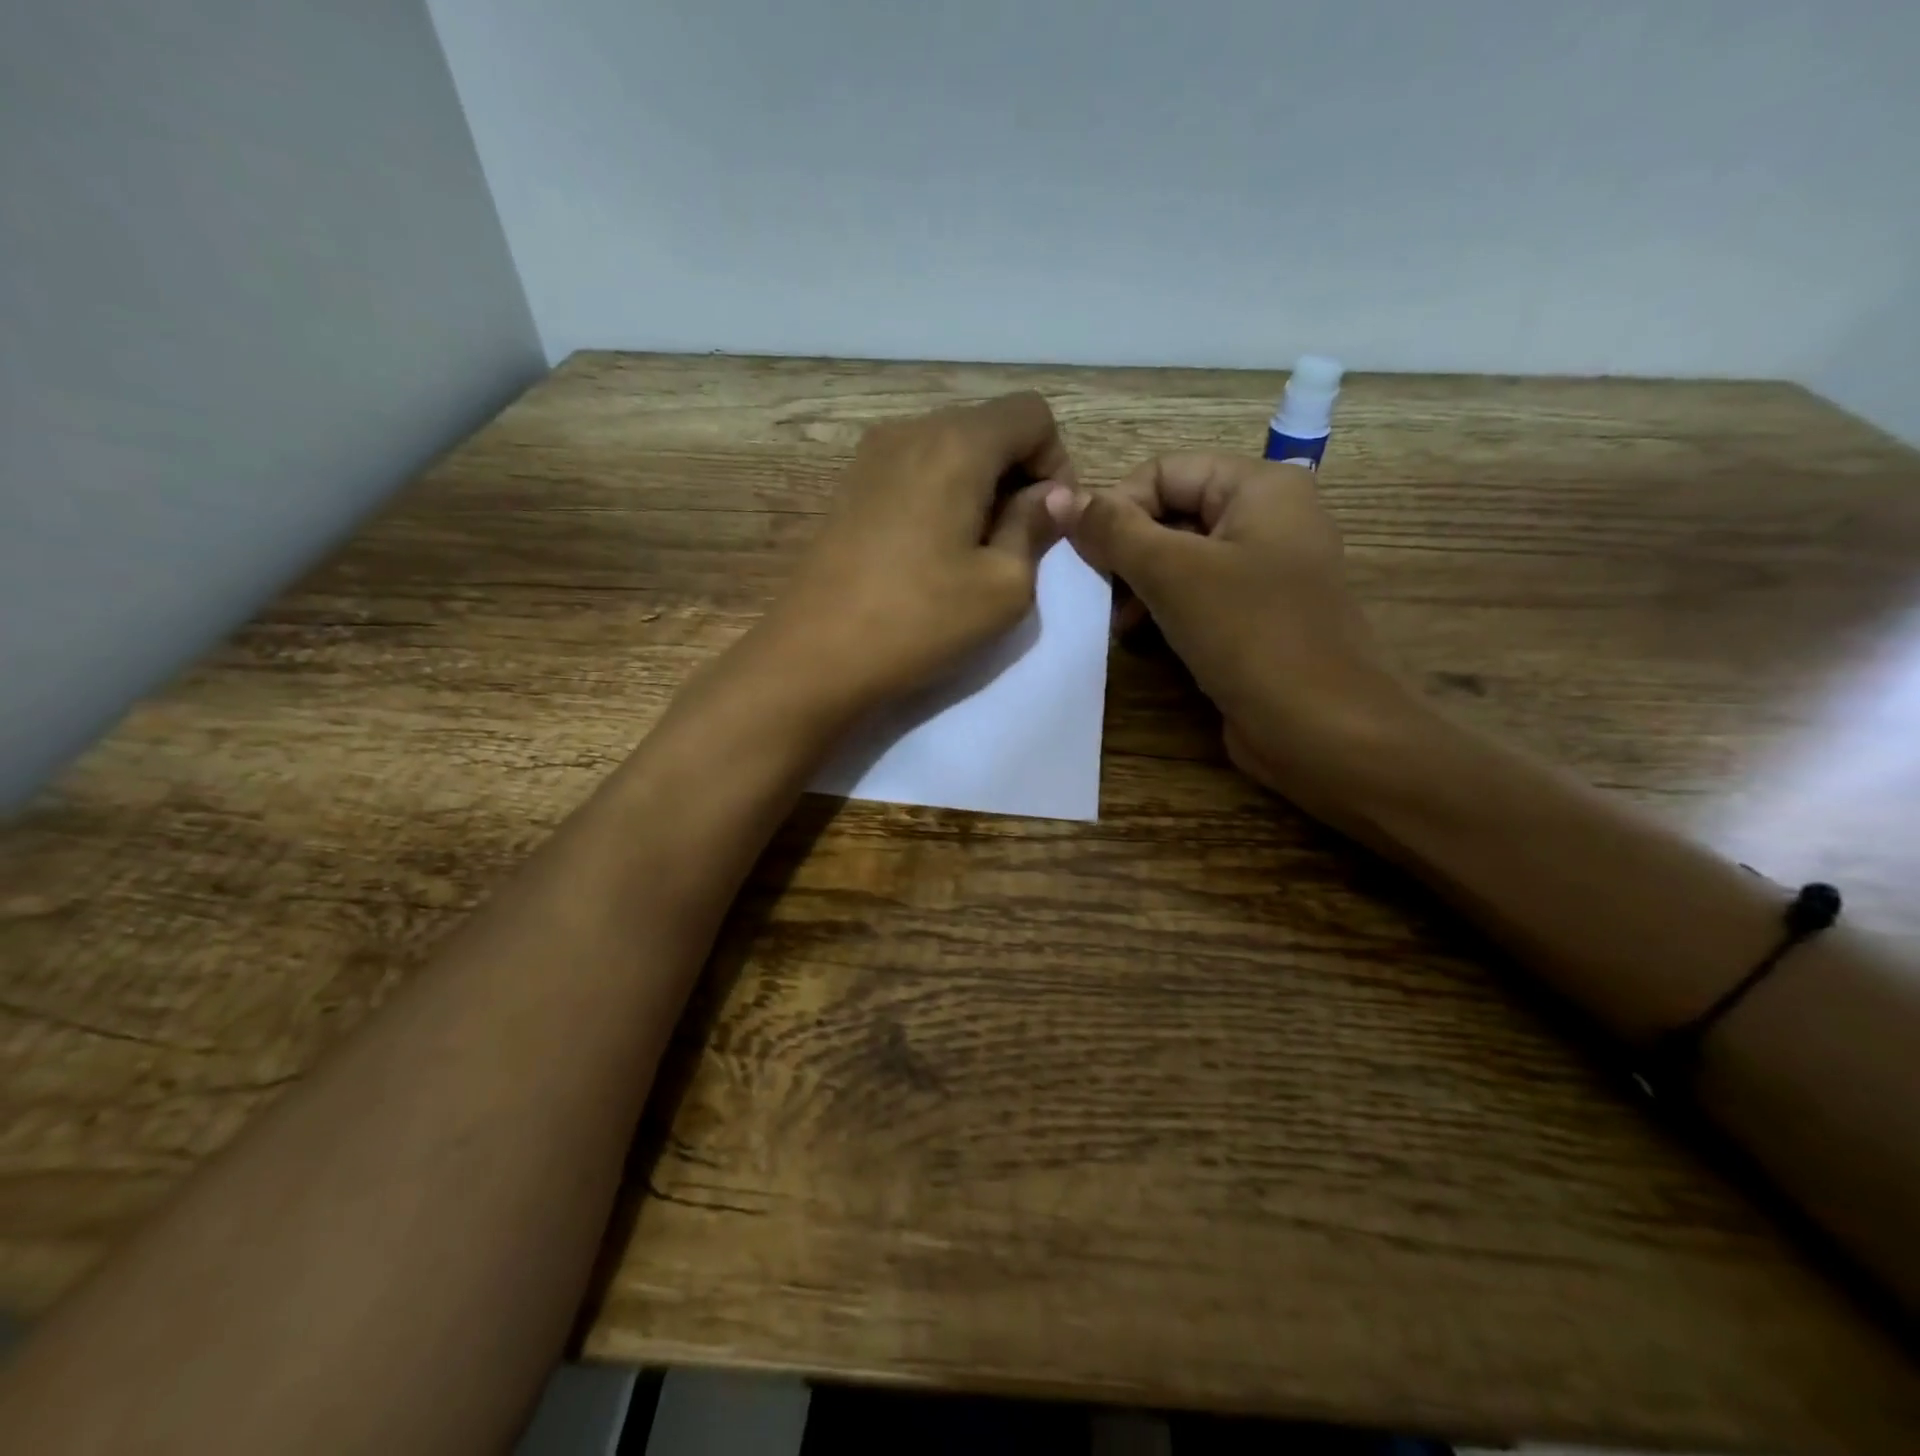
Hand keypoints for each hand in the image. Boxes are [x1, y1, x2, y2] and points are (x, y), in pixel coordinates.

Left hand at [760, 392, 1072, 712]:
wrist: (813, 657)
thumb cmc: (919, 621)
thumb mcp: (1003, 586)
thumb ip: (1035, 528)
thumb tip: (1053, 496)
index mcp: (956, 443)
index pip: (1032, 414)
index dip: (1056, 463)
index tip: (1047, 524)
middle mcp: (911, 430)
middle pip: (988, 427)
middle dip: (1017, 476)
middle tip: (1016, 544)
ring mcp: (871, 456)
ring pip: (950, 449)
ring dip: (978, 489)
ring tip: (972, 553)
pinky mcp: (849, 487)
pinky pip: (914, 471)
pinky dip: (940, 497)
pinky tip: (930, 553)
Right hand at [1047, 453, 1411, 801]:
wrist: (1322, 728)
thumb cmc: (1250, 634)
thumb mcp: (1173, 573)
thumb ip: (1113, 531)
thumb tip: (1058, 495)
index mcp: (1261, 486)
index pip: (1164, 471)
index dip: (1117, 507)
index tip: (1084, 556)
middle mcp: (1268, 518)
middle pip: (1172, 513)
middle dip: (1127, 551)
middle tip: (1096, 593)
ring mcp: (1265, 571)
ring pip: (1181, 558)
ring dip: (1139, 585)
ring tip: (1118, 624)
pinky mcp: (1257, 617)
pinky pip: (1198, 596)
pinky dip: (1164, 610)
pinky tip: (1142, 639)